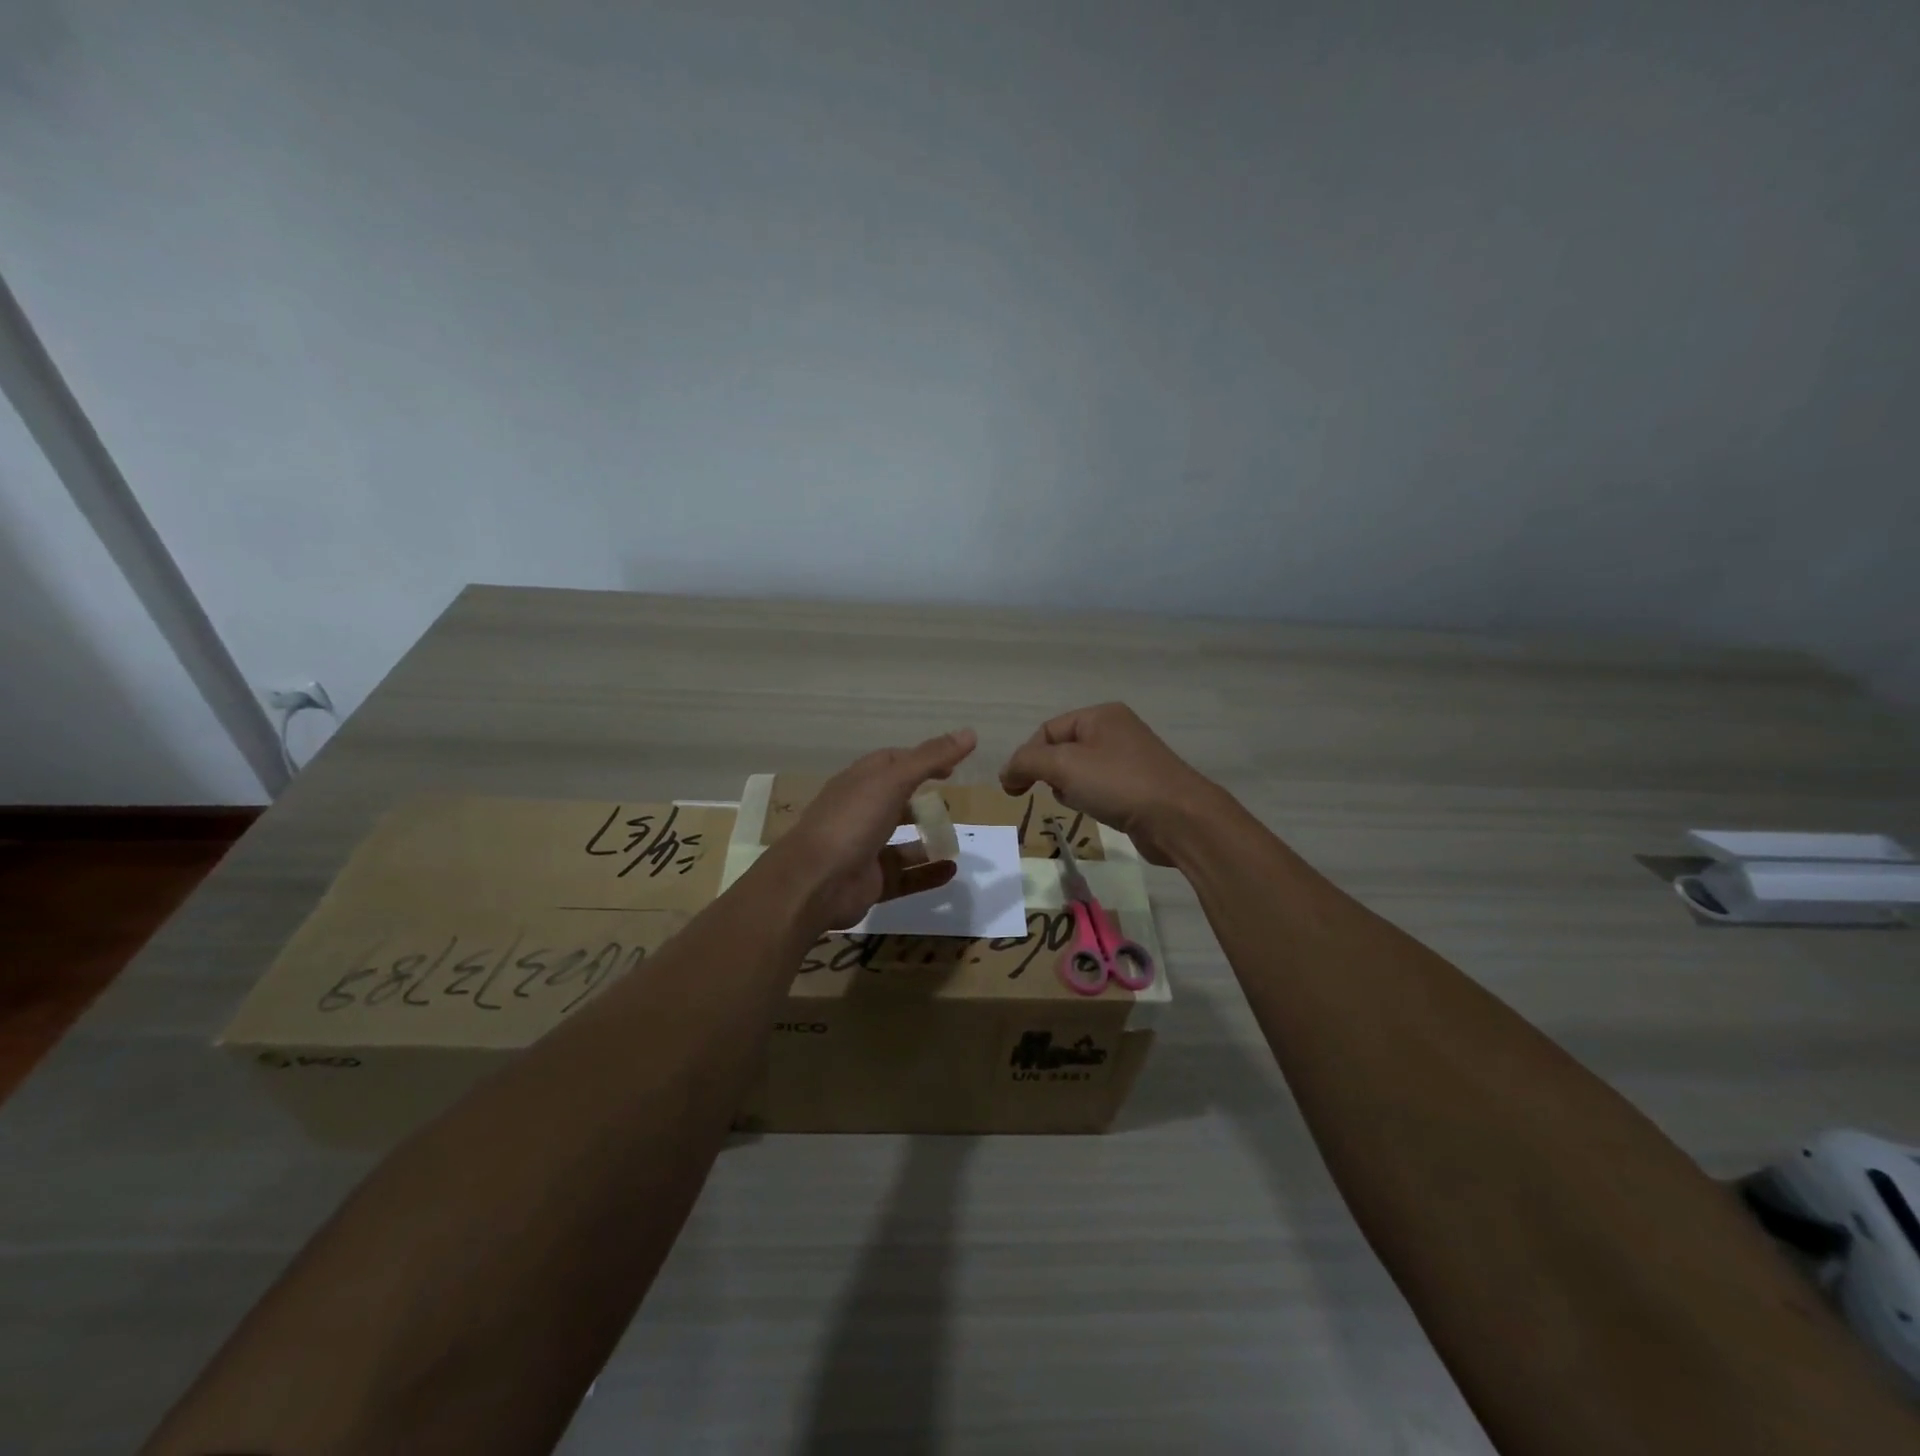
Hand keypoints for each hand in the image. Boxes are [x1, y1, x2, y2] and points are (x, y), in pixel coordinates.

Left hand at [777, 728, 977, 929]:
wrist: (814, 883)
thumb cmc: (852, 822)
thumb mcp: (893, 781)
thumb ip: (930, 758)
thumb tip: (970, 732)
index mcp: (858, 783)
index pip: (890, 763)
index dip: (920, 760)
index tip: (951, 766)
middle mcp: (859, 813)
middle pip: (895, 802)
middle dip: (922, 802)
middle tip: (952, 804)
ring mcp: (863, 849)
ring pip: (901, 842)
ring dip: (927, 839)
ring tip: (955, 839)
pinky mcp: (870, 882)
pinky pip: (905, 876)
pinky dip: (927, 873)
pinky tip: (950, 870)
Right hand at [1000, 703, 1219, 865]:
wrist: (1179, 819)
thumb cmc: (1119, 784)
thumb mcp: (1064, 765)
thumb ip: (1027, 763)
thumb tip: (1006, 773)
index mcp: (1100, 715)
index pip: (1047, 730)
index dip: (1026, 758)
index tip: (1014, 789)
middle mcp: (1117, 730)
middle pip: (1063, 749)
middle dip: (1050, 773)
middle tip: (1050, 794)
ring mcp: (1131, 758)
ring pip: (1081, 770)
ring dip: (1069, 788)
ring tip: (1077, 803)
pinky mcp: (1140, 786)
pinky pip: (1101, 787)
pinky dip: (1090, 798)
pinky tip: (1095, 812)